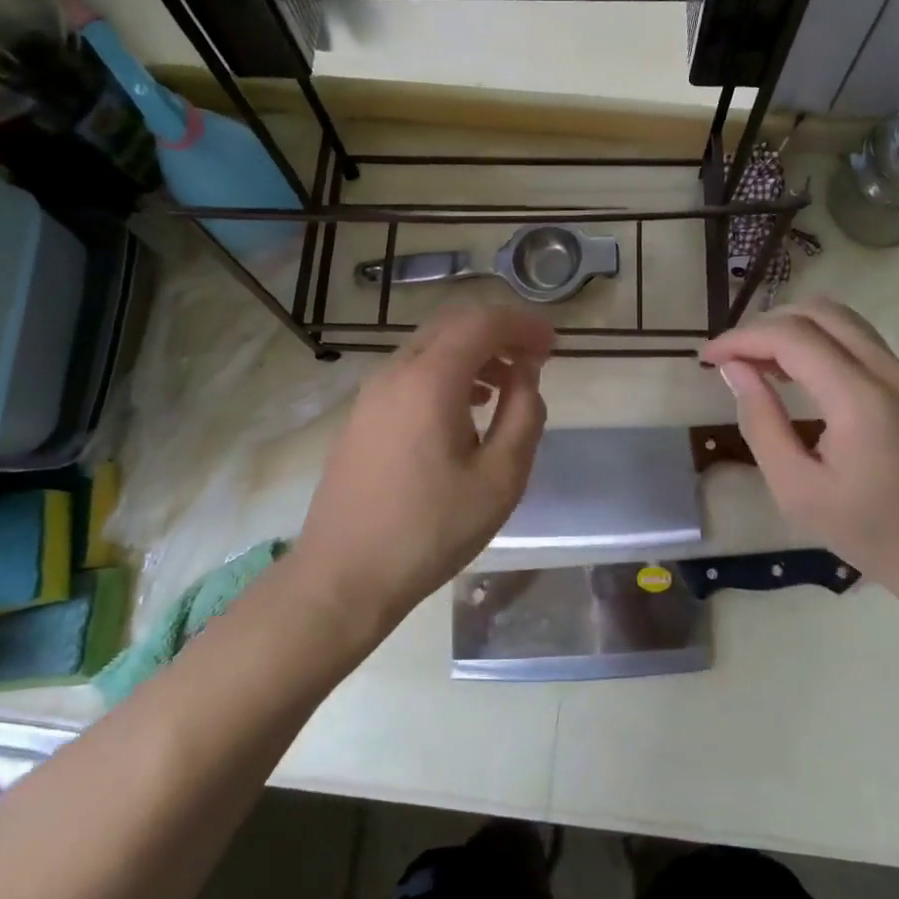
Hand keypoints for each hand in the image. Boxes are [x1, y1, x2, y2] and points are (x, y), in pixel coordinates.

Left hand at [293, 305, 554, 630]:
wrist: (344, 576)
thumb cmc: (430, 530)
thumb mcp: (500, 478)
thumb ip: (524, 415)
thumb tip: (526, 376)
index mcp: (430, 380)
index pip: (482, 323)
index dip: (523, 325)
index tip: (554, 345)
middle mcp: (395, 372)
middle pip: (453, 326)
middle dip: (499, 333)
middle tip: (535, 359)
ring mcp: (371, 393)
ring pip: (430, 347)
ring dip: (473, 353)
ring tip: (507, 385)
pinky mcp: (362, 415)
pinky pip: (411, 373)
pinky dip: (447, 373)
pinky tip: (466, 408)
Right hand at [699, 298, 898, 613]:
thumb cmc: (870, 532)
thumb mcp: (798, 490)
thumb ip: (761, 423)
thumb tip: (734, 370)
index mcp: (860, 399)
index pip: (792, 338)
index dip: (742, 339)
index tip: (706, 358)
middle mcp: (887, 371)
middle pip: (817, 312)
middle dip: (764, 325)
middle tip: (730, 359)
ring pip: (839, 318)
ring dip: (791, 328)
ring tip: (756, 362)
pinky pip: (855, 339)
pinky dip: (816, 340)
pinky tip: (792, 372)